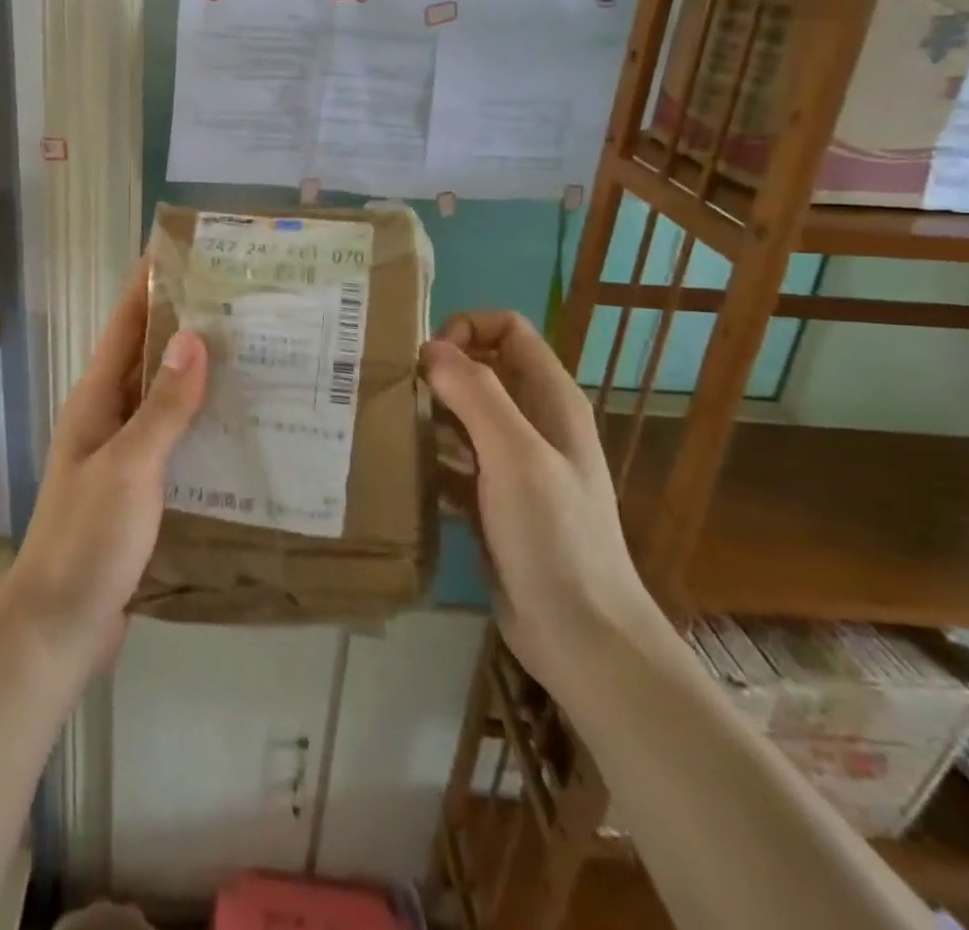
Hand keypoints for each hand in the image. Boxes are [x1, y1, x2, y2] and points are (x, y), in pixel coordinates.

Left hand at [0, 263, 207, 673]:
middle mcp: (107, 418)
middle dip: (187, 326)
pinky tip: (242, 428)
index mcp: (96, 400)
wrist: (59, 626)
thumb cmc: (88, 538)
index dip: (149, 285)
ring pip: (165, 400)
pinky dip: (202, 426)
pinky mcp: (140, 489)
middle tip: (243, 303)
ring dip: (200, 377)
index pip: (125, 325)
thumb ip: (164, 405)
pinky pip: (175, 442)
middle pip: (148, 357)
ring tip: (256, 355)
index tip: (185, 251)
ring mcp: (123, 455)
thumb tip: (194, 337)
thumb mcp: (130, 467)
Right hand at [424, 310, 660, 696]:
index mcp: (550, 398)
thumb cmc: (554, 538)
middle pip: (480, 368)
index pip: (508, 329)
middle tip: (392, 391)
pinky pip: (452, 460)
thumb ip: (475, 394)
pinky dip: (428, 458)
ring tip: (386, 426)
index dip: (467, 329)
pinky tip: (400, 470)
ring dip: (427, 413)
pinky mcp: (492, 500)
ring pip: (462, 414)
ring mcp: (512, 463)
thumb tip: (430, 348)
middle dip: (437, 370)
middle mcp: (532, 422)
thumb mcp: (515, 455)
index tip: (427, 360)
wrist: (582, 638)